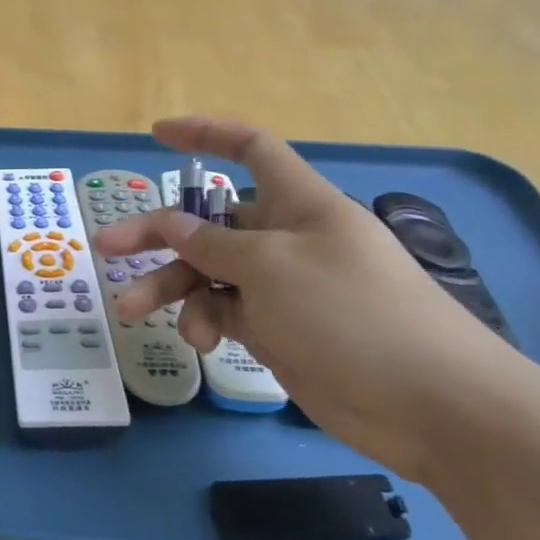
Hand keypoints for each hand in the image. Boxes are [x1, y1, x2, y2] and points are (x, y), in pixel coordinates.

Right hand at [96, 118, 527, 478]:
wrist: (431, 405)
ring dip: (171, 288)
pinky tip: (202, 342)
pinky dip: (206, 321)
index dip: (206, 134)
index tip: (158, 135)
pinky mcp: (281, 329)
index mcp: (299, 203)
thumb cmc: (352, 314)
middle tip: (107, 249)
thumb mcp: (271, 268)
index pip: (251, 149)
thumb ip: (214, 244)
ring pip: (210, 273)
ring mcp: (283, 287)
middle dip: (157, 233)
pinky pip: (227, 312)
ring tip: (133, 310)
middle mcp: (287, 238)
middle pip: (210, 221)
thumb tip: (172, 223)